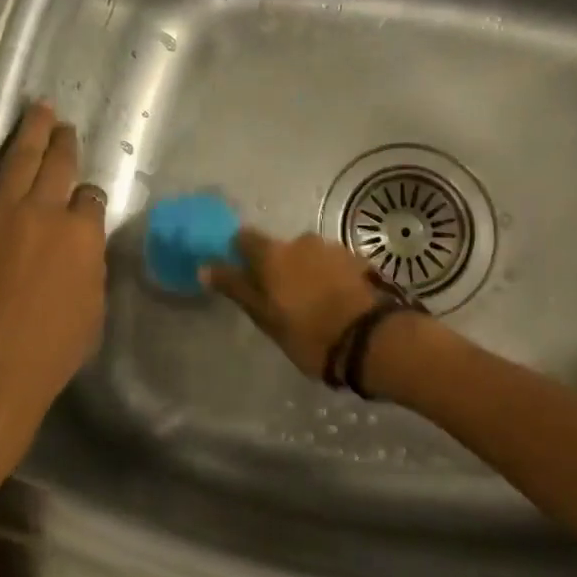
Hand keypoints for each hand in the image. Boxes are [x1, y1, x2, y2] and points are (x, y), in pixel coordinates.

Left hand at [0, 90, 106, 464]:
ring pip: (20, 158)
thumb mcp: (91, 312)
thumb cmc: (46, 359)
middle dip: (66, 145)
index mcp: (83, 237)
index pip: (90, 200)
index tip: (82, 203)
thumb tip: (81, 243)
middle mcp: (45, 213)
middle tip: (66, 125)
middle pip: (59, 168)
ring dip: (33, 129)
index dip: (87, 199)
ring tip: (40, 106)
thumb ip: (88, 266)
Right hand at [202, 229, 381, 378]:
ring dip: (307, 273)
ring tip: (314, 304)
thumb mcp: (266, 318)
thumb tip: (205, 266)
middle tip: (282, 301)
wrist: (372, 338)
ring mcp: (334, 248)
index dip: (240, 254)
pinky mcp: (359, 260)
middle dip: (279, 268)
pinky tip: (336, 301)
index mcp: (274, 254)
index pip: (245, 239)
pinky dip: (330, 277)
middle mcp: (302, 241)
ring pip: (309, 256)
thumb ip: (236, 288)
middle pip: (281, 249)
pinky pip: (334, 264)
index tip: (243, 275)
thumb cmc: (309, 333)